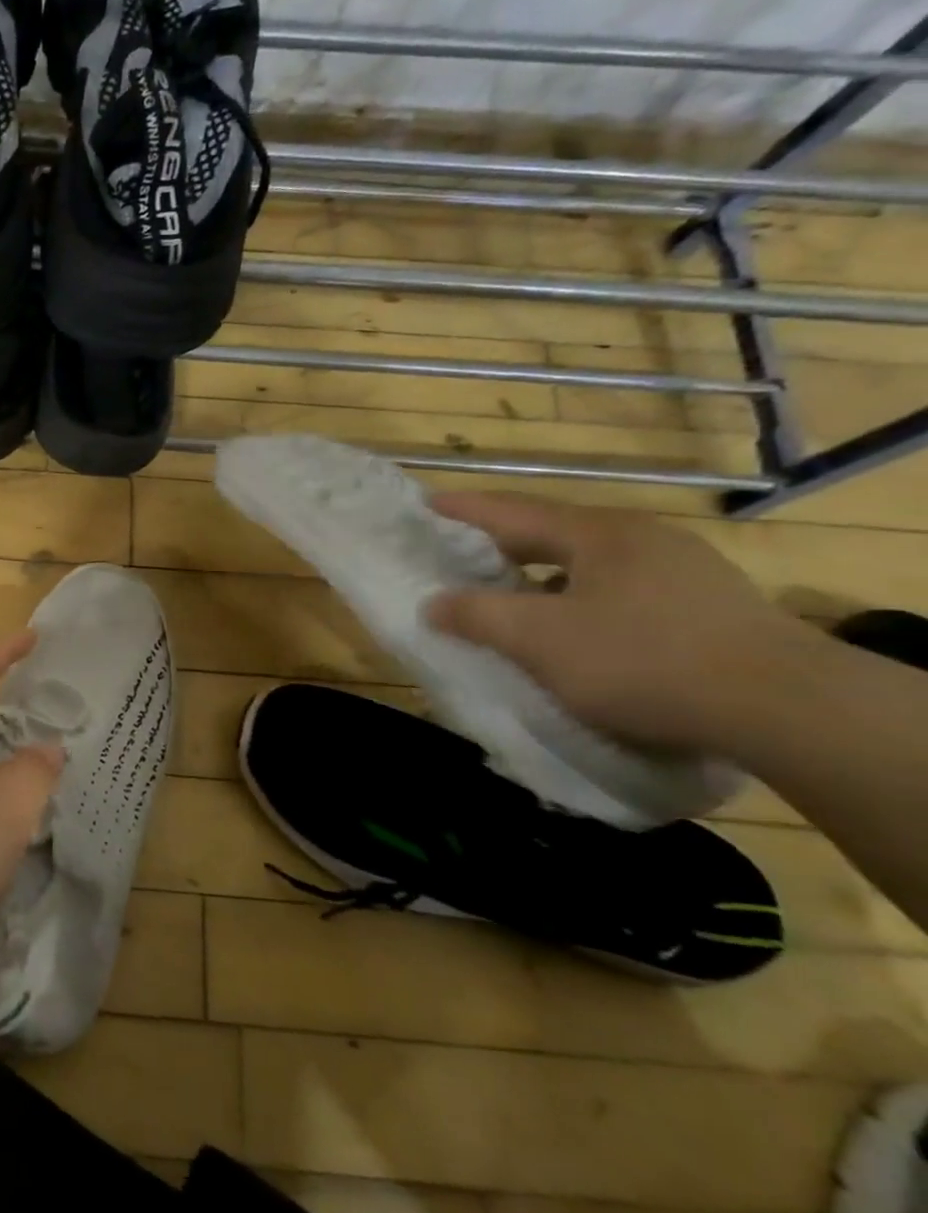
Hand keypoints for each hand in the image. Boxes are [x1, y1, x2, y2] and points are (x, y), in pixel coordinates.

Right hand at [424, 491, 819, 754]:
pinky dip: (581, 601)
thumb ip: (477, 616)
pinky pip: (622, 591)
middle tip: (459, 558)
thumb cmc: (641, 659)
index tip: (426, 505)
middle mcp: (641, 538)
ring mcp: (683, 570)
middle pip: (552, 535)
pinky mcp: (709, 606)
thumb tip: (434, 604)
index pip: (512, 512)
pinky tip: (575, 631)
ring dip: (543, 578)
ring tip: (511, 599)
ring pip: (589, 566)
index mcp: (597, 533)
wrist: (787, 708)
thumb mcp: (538, 639)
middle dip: (502, 547)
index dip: (464, 509)